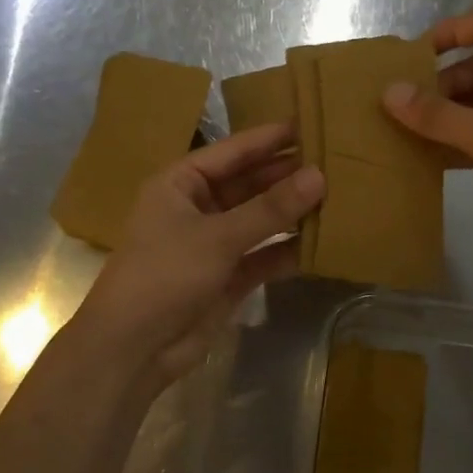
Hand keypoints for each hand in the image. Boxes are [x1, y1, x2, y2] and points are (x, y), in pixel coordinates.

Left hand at [73, 123, 324, 390]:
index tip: (312, 123)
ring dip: (293, 212)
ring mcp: (214, 243)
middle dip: (288, 175)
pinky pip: (265, 255)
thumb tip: (319, 175)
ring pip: (260, 220)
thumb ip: (270, 208)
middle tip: (336, 160)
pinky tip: (325, 241)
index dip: (270, 138)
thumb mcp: (218, 236)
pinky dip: (289, 250)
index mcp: (181, 183)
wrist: (132, 350)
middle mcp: (198, 207)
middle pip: (250, 183)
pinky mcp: (228, 277)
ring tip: (340, 195)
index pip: (233, 151)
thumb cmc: (164, 275)